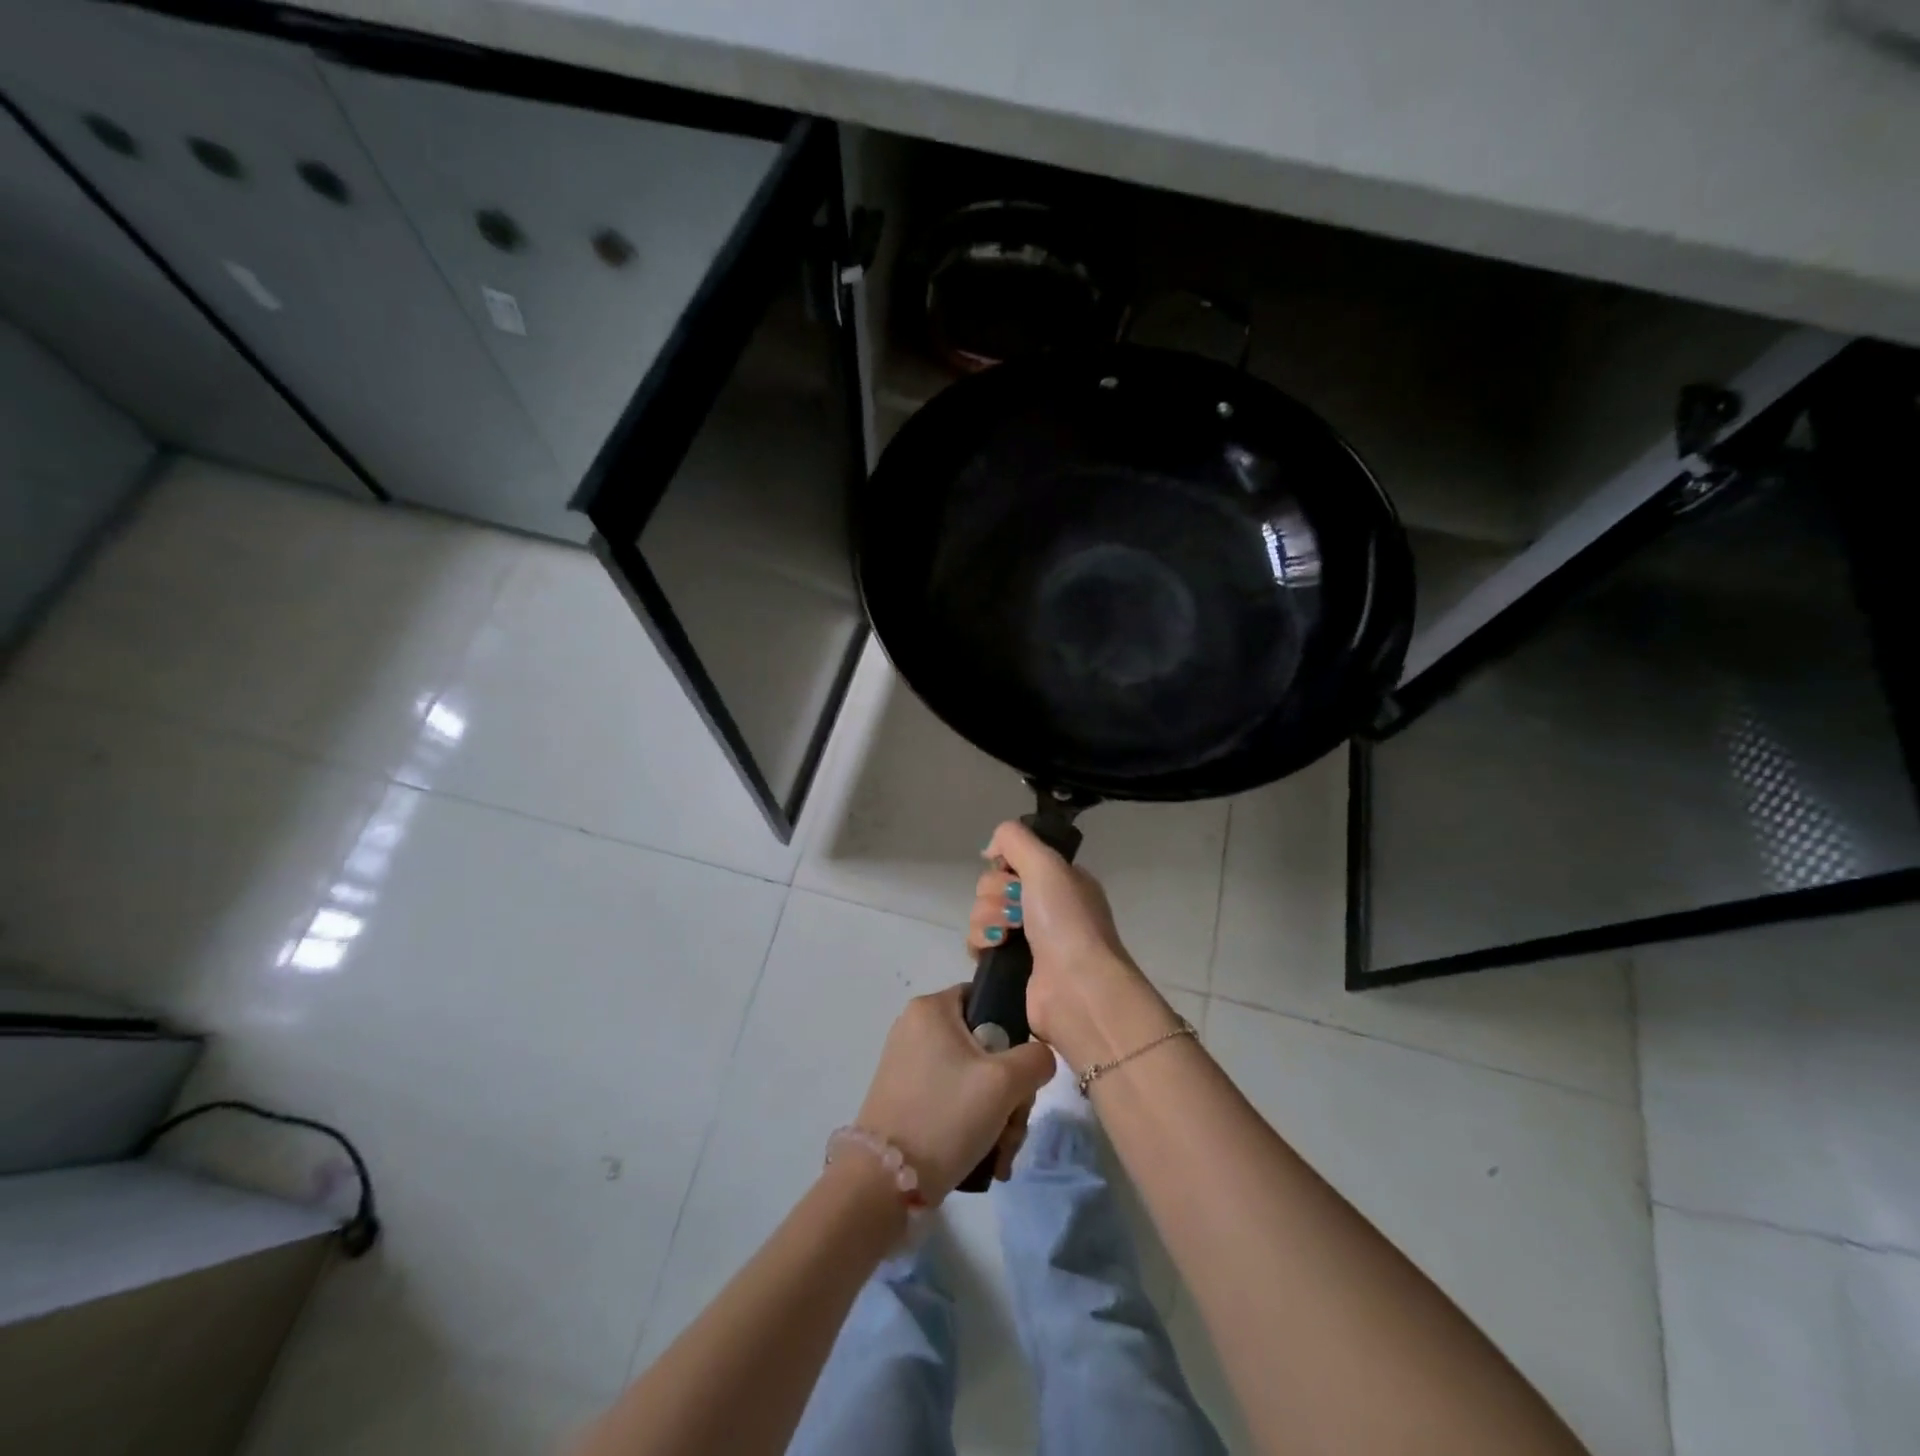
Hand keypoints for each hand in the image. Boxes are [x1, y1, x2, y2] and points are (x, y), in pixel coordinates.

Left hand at [855, 986, 1055, 1202]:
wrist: (883, 1183)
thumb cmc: (946, 1116)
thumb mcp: (1005, 1083)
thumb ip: (1036, 1058)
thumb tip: (1039, 1057)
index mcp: (931, 1008)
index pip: (986, 999)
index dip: (1013, 1031)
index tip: (1022, 1072)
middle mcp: (915, 1028)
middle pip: (984, 1046)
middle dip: (1009, 1091)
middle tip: (1014, 1124)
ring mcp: (907, 1064)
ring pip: (973, 1078)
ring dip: (997, 1114)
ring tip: (1002, 1153)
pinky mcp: (905, 1098)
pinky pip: (952, 1098)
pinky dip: (973, 1124)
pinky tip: (987, 1157)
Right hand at [967, 821, 1174, 1067]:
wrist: (1076, 988)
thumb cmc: (1066, 921)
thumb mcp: (1047, 863)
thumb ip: (1014, 839)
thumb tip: (989, 849)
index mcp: (1060, 881)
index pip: (1016, 859)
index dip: (1006, 864)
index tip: (1012, 873)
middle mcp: (1045, 906)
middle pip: (994, 884)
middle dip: (996, 893)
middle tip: (1015, 909)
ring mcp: (1028, 938)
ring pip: (983, 912)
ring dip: (987, 918)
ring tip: (1006, 934)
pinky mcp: (1009, 966)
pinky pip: (979, 942)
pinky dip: (981, 941)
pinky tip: (994, 947)